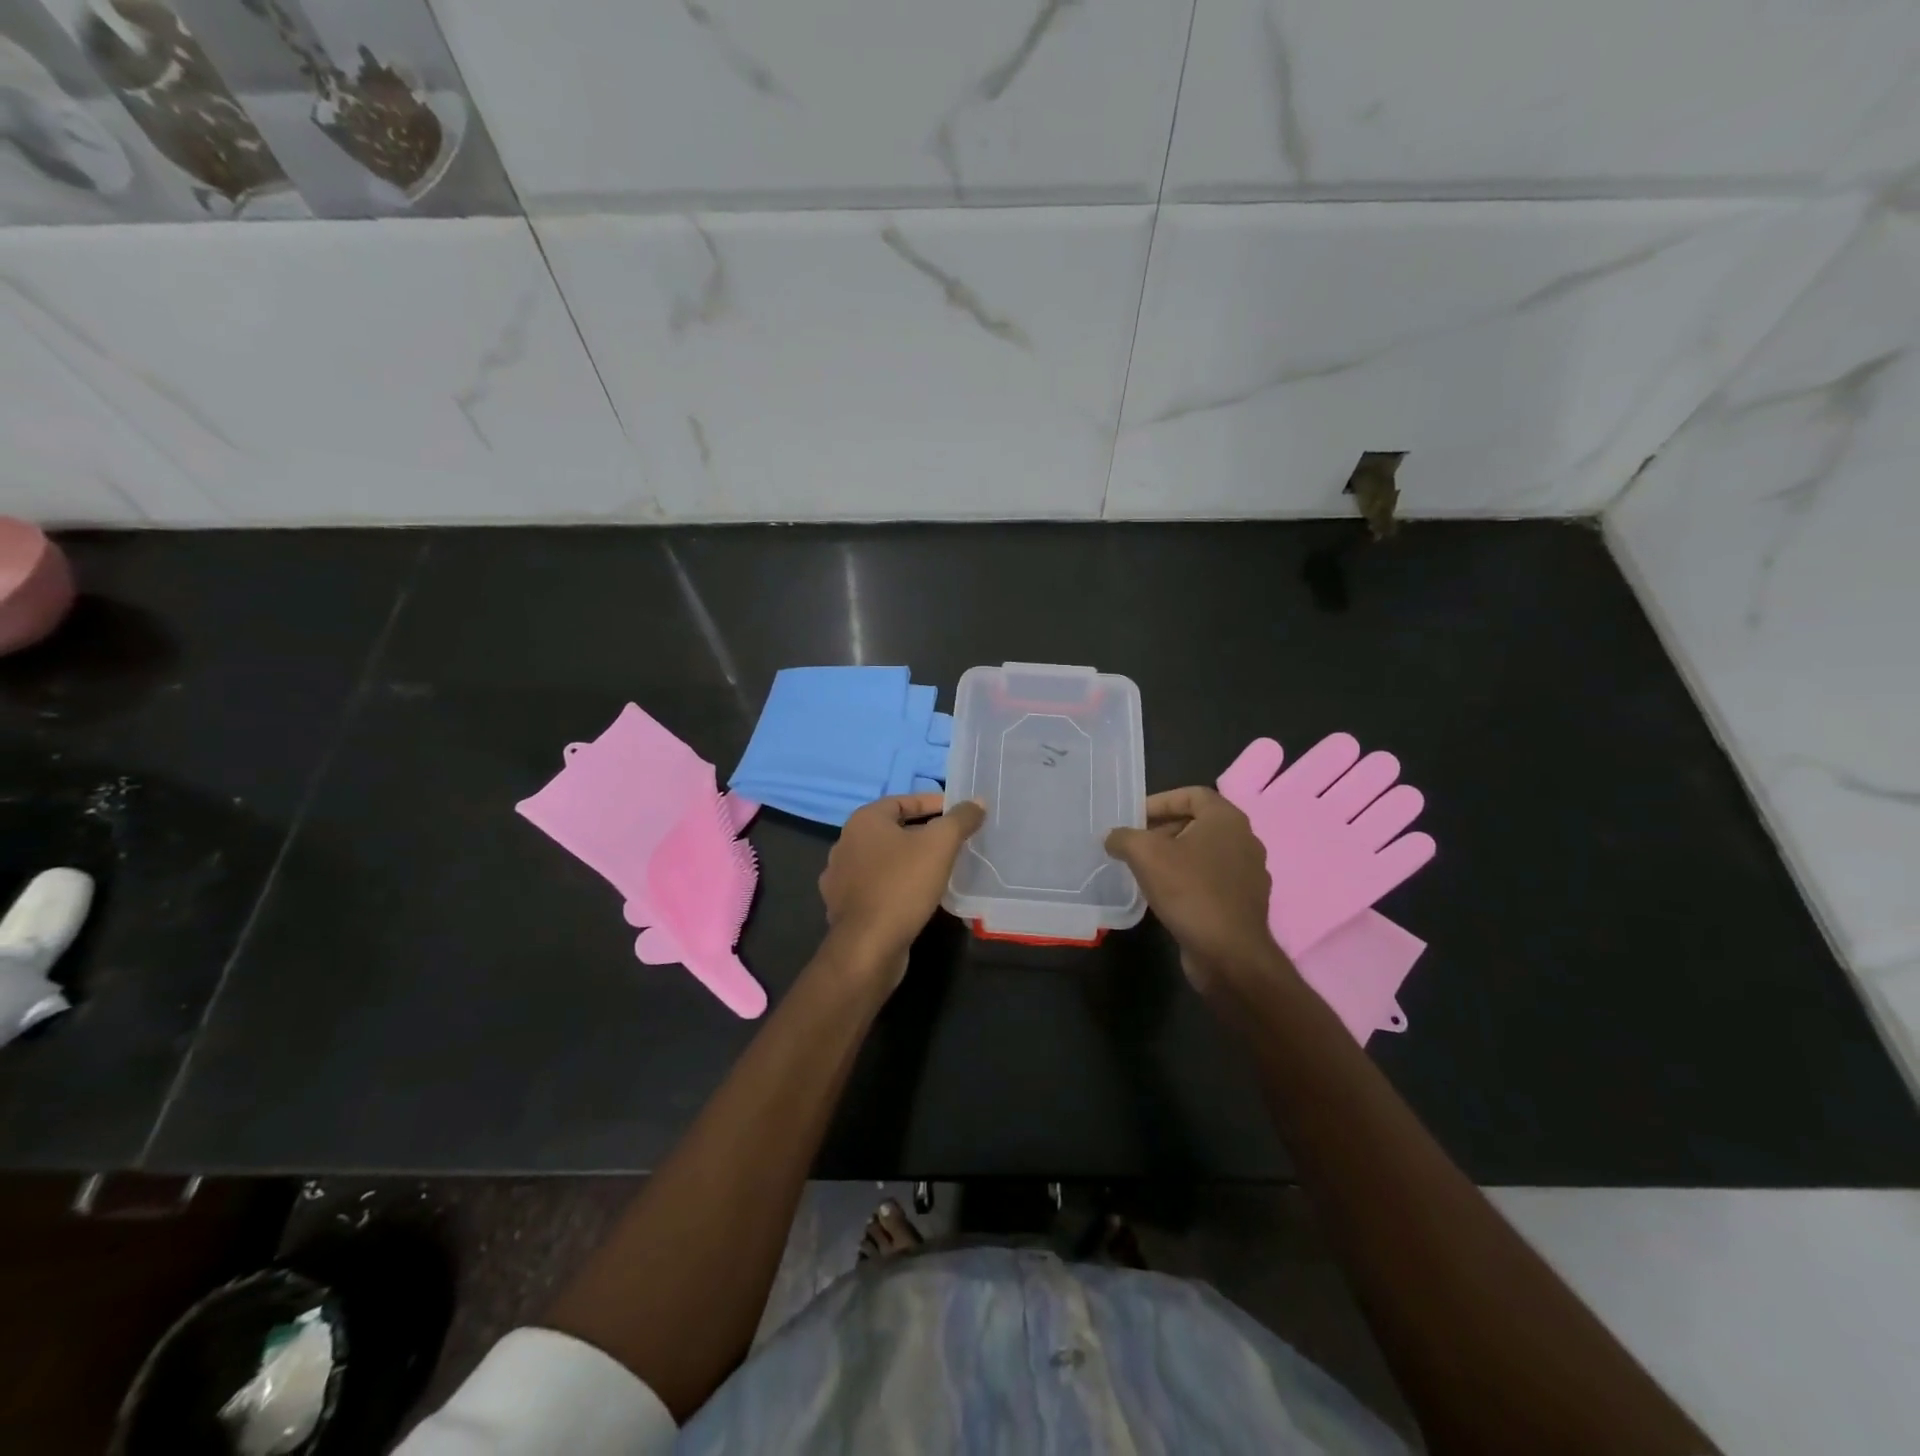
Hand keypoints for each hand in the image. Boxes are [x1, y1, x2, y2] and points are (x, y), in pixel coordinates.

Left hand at [819, 793, 984, 985]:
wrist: (868, 946)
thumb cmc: (903, 885)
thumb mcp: (940, 845)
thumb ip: (960, 819)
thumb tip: (977, 802)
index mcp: (863, 821)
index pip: (902, 800)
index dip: (932, 803)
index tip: (958, 812)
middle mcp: (846, 843)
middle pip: (892, 830)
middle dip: (923, 832)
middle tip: (953, 840)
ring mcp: (840, 877)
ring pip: (883, 859)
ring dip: (909, 860)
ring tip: (939, 867)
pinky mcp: (844, 906)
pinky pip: (876, 886)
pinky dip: (896, 885)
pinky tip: (916, 895)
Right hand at [1105, 787, 1287, 992]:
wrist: (1230, 954)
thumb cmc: (1190, 891)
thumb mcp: (1145, 855)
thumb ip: (1124, 837)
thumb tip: (1112, 838)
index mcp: (1227, 819)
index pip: (1191, 794)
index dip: (1159, 801)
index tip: (1134, 818)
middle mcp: (1244, 840)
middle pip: (1197, 823)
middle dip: (1162, 830)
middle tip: (1133, 845)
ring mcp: (1248, 873)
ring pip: (1204, 853)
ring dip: (1173, 857)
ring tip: (1143, 870)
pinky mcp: (1244, 902)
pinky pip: (1211, 879)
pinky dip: (1187, 880)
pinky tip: (1164, 896)